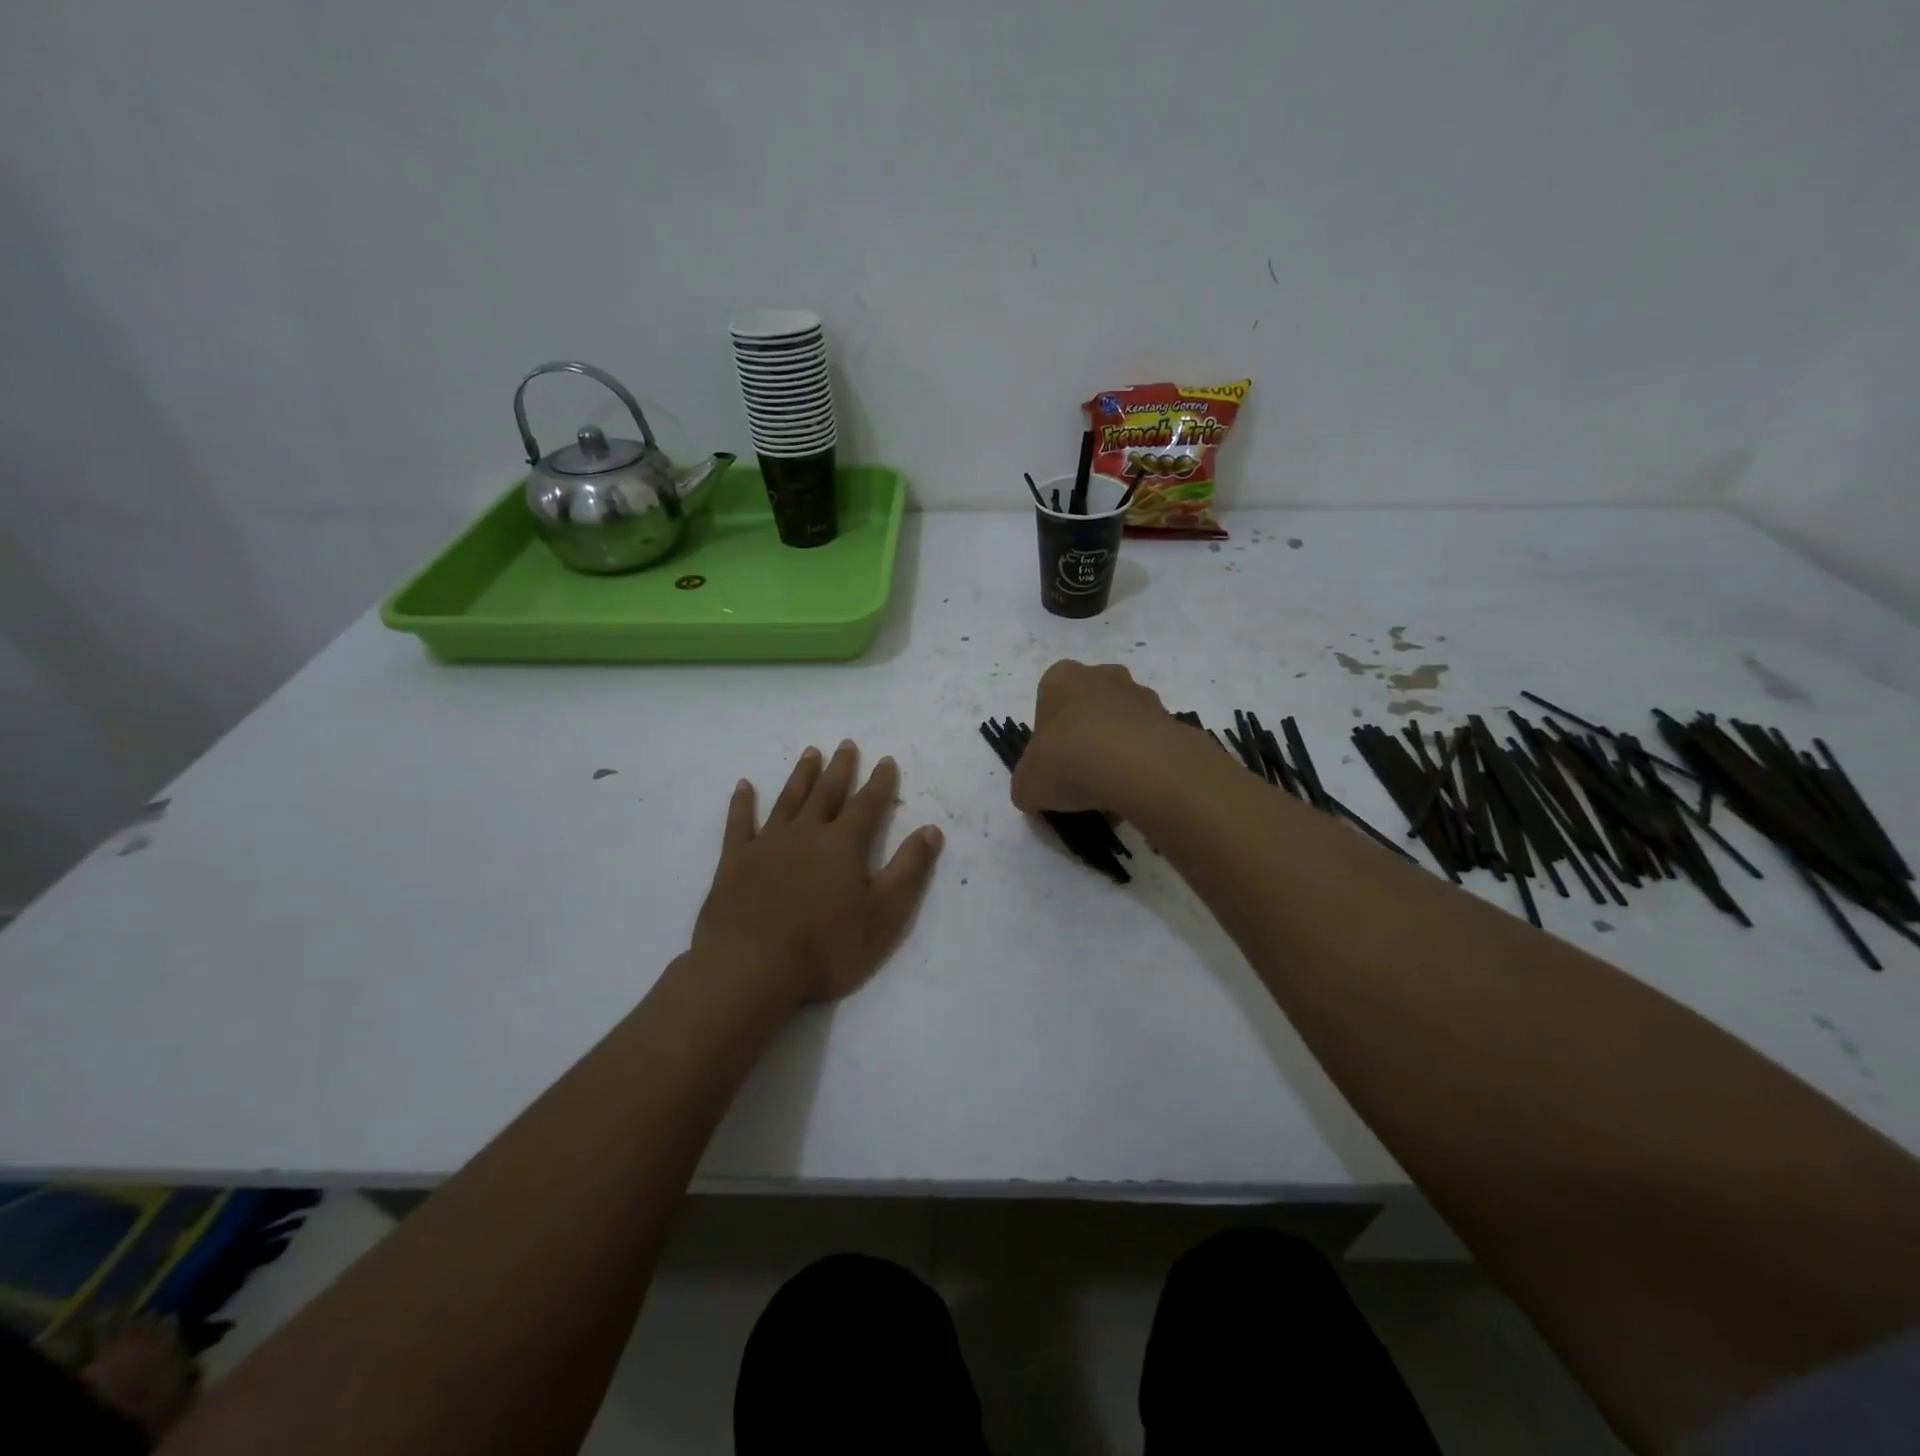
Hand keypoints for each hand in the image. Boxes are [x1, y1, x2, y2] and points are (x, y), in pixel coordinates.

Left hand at [693, 741, 943, 1007]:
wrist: (751, 968)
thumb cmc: (826, 947)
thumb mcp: (884, 914)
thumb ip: (909, 869)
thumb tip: (931, 830)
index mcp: (843, 845)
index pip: (867, 805)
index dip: (879, 782)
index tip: (886, 759)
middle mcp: (806, 834)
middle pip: (826, 793)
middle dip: (840, 768)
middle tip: (846, 744)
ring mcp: (767, 844)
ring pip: (788, 800)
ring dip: (801, 776)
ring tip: (810, 753)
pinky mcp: (734, 862)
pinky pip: (738, 823)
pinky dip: (742, 803)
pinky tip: (743, 786)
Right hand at [1010, 660, 1174, 813]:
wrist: (1136, 767)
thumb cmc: (1068, 762)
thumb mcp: (1027, 785)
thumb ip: (1028, 785)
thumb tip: (1036, 793)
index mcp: (1060, 679)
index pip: (1049, 699)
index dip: (1049, 735)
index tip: (1053, 764)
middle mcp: (1102, 676)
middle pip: (1088, 707)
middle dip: (1086, 738)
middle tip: (1081, 776)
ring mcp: (1140, 694)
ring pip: (1121, 724)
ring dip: (1116, 751)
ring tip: (1112, 793)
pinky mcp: (1170, 718)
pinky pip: (1149, 742)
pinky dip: (1143, 764)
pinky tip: (1136, 793)